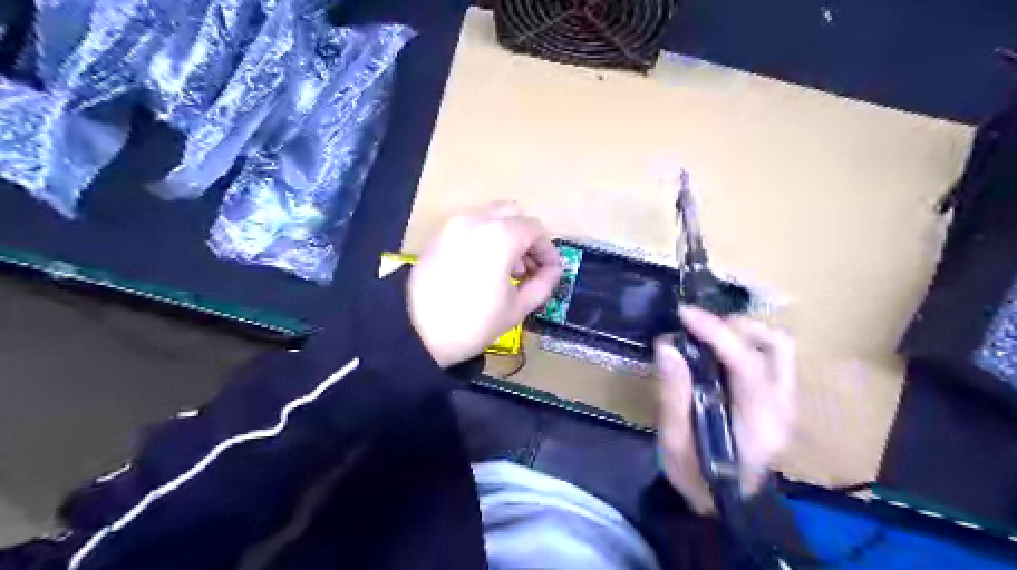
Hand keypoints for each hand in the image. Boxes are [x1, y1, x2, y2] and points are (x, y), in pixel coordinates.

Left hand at [408, 203, 563, 365]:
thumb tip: (553, 271)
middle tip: (529, 267)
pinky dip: (486, 236)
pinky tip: (485, 266)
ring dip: (508, 235)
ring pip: (492, 216)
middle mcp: (477, 220)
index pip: (535, 230)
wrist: (415, 332)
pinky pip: (472, 225)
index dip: (548, 251)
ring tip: (508, 269)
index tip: (550, 272)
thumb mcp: (517, 308)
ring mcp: (454, 224)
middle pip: (514, 213)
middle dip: (528, 238)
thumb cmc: (472, 324)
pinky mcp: (440, 235)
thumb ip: (543, 284)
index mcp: (500, 235)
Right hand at [656, 310, 798, 514]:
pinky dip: (745, 343)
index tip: (685, 315)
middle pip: (778, 346)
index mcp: (758, 423)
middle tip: (697, 326)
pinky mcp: (780, 399)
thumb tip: (667, 346)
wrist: (725, 503)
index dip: (716, 333)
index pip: (747, 364)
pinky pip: (771, 357)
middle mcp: (783, 408)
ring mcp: (787, 403)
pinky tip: (717, 350)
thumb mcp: (675, 443)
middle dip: (735, 326)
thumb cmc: (697, 477)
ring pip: (779, 347)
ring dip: (743, 331)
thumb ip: (673, 394)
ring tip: (707, 333)